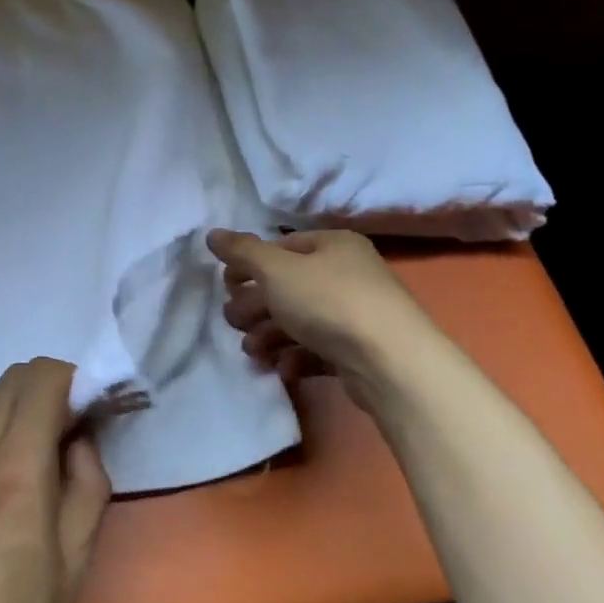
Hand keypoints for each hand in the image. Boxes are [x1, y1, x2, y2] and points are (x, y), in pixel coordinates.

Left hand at [0, 358, 110, 602]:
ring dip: (21, 414)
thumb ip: (86, 485)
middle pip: (13, 378)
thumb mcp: (73, 566)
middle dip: (50, 390)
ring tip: (37, 470)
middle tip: (71, 438)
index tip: (93, 414)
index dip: (76, 381)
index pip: (42, 377)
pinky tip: (2, 494)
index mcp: (14, 469)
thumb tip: (78, 442)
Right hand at [205, 227, 431, 390]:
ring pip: (300, 320)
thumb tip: (212, 234)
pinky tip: (283, 368)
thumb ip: (242, 251)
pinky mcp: (359, 351)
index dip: (250, 265)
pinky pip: (318, 349)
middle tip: (236, 322)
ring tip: (253, 352)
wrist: (391, 362)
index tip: (228, 286)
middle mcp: (348, 274)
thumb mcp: (276, 269)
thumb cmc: (329, 302)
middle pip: (287, 286)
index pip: (281, 247)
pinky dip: (296, 356)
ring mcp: (356, 314)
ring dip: (269, 335)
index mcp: (333, 245)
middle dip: (256, 306)